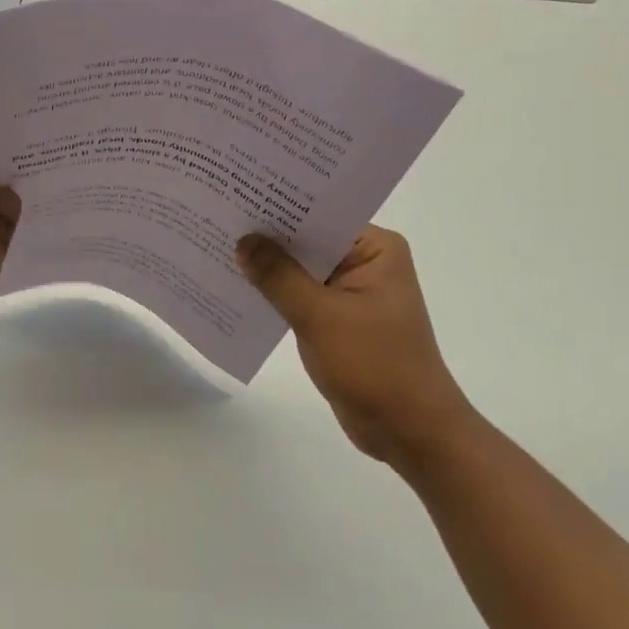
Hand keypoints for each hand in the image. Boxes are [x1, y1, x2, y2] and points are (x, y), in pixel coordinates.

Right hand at [238, 226, 470, 462]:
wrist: (411, 433)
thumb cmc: (375, 366)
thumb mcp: (320, 316)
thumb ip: (279, 276)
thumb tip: (244, 240)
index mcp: (375, 249)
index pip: (320, 215)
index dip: (279, 207)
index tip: (237, 195)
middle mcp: (366, 262)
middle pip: (308, 241)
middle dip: (268, 236)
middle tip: (218, 217)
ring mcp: (353, 292)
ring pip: (301, 270)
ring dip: (268, 267)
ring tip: (218, 247)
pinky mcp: (339, 320)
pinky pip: (301, 296)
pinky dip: (276, 294)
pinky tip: (238, 287)